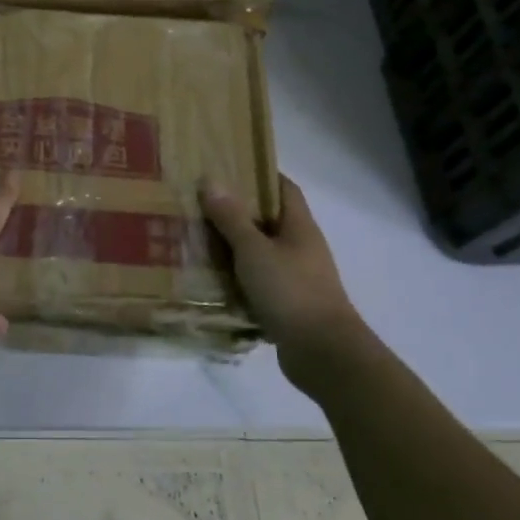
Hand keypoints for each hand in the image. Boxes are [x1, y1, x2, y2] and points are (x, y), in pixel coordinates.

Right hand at [202, 175, 375, 393]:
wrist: (323, 352)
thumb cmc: (291, 291)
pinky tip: (211, 279)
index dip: (260, 174)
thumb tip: (211, 180)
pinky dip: (237, 278)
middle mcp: (301, 247)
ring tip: (197, 238)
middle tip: (200, 203)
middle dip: (237, 210)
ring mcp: (296, 277)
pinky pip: (258, 282)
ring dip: (234, 246)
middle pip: (269, 220)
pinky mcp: (288, 304)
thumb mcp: (254, 250)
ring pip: (261, 252)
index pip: (284, 188)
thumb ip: (232, 218)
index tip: (229, 167)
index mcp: (299, 226)